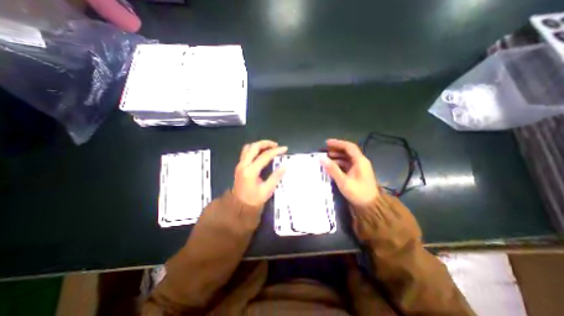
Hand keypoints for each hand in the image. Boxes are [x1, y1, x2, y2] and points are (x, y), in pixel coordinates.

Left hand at [232, 141, 287, 206]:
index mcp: (251, 171)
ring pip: (248, 147)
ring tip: (269, 147)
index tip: (284, 149)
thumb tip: (286, 165)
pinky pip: (246, 152)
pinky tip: (261, 152)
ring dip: (259, 145)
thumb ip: (276, 176)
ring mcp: (240, 164)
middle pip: (254, 147)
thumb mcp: (267, 189)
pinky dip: (254, 149)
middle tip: (276, 145)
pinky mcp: (239, 166)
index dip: (276, 151)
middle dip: (266, 143)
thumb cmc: (254, 200)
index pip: (265, 156)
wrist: (239, 207)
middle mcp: (243, 165)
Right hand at [322, 138, 378, 207]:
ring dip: (337, 156)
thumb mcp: (343, 181)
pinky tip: (332, 166)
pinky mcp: (357, 173)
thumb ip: (332, 169)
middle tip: (324, 151)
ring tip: (326, 158)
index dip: (338, 143)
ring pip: (347, 158)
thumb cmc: (358, 193)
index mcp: (360, 161)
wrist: (370, 206)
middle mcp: (361, 162)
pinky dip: (339, 163)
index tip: (327, 143)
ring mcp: (359, 167)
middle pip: (348, 151)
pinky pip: (347, 164)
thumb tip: (321, 159)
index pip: (349, 147)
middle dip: (336, 149)